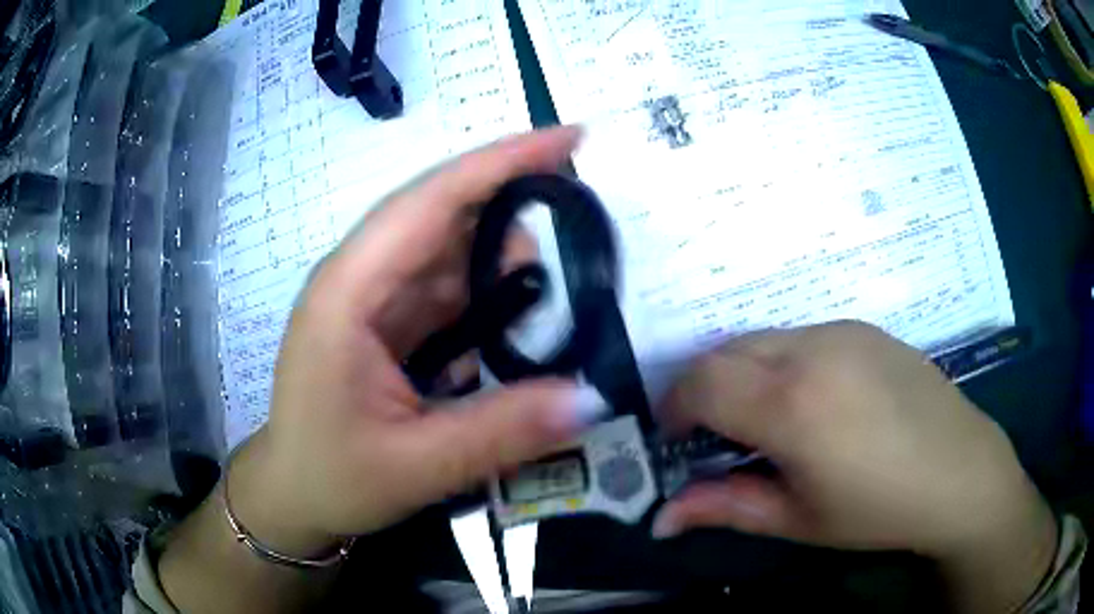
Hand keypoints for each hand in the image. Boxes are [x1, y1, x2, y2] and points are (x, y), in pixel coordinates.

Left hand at [227, 127, 602, 556]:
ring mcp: (374, 298)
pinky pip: (449, 290)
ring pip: (452, 252)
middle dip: (512, 210)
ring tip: (548, 306)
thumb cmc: (331, 478)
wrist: (293, 495)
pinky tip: (513, 331)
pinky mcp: (388, 321)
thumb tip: (591, 398)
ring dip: (503, 266)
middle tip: (581, 233)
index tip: (569, 136)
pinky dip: (488, 300)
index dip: (501, 162)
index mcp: (348, 293)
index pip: (429, 202)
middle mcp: (360, 278)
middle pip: (443, 214)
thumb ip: (500, 433)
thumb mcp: (414, 468)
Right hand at [653, 322, 1056, 611]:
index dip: (674, 409)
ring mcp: (841, 330)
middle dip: (702, 389)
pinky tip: (811, 401)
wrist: (960, 470)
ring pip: (761, 339)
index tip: (676, 440)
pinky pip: (799, 335)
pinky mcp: (862, 327)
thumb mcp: (798, 519)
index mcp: (793, 404)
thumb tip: (659, 520)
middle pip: (724, 351)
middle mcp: (812, 350)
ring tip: (764, 420)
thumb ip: (725, 508)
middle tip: (714, 435)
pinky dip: (779, 363)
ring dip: (741, 373)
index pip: (701, 382)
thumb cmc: (878, 509)